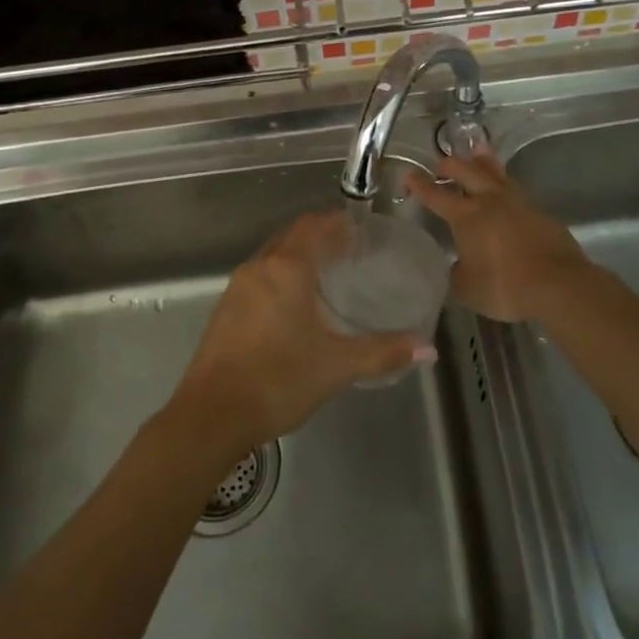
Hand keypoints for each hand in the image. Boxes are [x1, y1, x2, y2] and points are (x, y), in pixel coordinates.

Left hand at [170, 211, 427, 454]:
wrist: (211, 416)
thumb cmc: (277, 381)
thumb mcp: (336, 367)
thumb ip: (383, 353)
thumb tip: (427, 349)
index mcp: (285, 269)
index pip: (313, 226)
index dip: (337, 222)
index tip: (361, 228)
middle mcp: (258, 268)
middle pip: (292, 237)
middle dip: (320, 238)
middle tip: (351, 251)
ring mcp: (236, 288)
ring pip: (273, 258)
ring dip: (298, 258)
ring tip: (329, 276)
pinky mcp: (225, 310)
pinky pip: (259, 278)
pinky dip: (281, 278)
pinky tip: (296, 306)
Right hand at [404, 150, 588, 322]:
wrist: (558, 284)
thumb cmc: (505, 286)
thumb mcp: (467, 288)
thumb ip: (456, 273)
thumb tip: (456, 266)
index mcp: (466, 216)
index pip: (435, 195)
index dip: (419, 184)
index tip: (408, 175)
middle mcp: (490, 201)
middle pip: (466, 171)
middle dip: (450, 165)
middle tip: (440, 164)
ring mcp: (518, 203)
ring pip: (495, 173)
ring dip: (482, 162)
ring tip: (477, 152)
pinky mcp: (539, 212)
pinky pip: (515, 189)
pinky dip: (504, 183)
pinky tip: (505, 190)